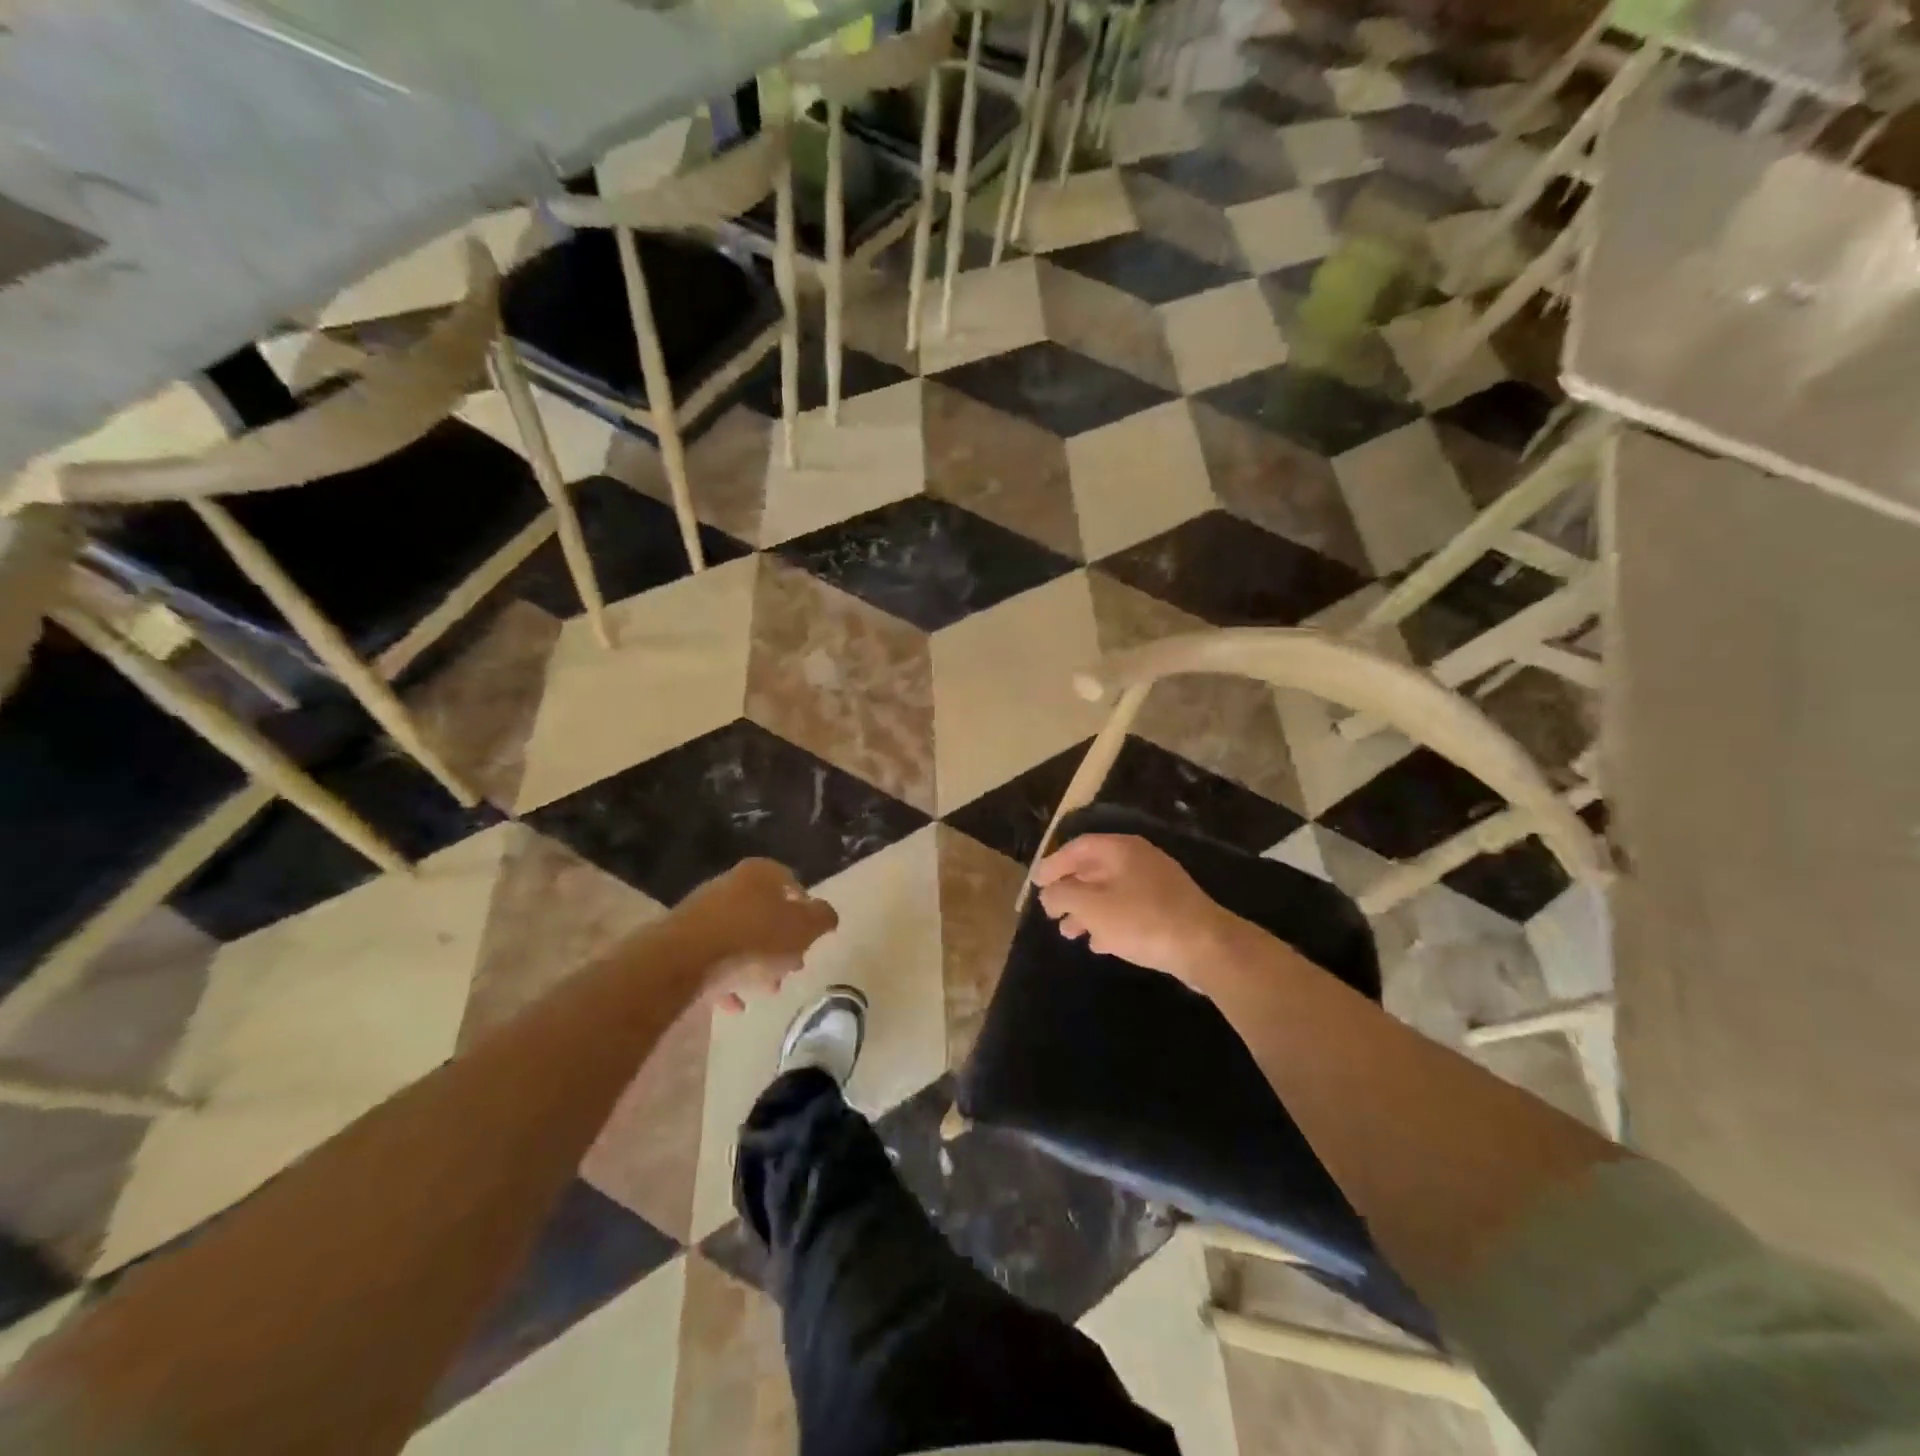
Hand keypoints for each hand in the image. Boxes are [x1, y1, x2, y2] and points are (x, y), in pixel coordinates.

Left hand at [678, 859, 838, 1011]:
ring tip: (767, 989)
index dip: (805, 910)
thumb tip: (827, 915)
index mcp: (760, 873)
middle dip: (781, 942)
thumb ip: (823, 918)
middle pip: (764, 912)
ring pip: (739, 937)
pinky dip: (727, 979)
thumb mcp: (804, 928)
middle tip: (792, 967)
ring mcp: (702, 913)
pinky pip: (713, 960)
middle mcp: (730, 885)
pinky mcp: (682, 942)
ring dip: (755, 963)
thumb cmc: (754, 938)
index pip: (791, 884)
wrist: (684, 960)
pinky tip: (736, 1004)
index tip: (811, 938)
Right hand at [1032, 834, 1242, 987]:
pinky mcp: (1168, 912)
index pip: (1079, 847)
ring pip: (1111, 893)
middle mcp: (1139, 861)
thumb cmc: (1142, 919)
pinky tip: (1098, 943)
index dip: (1054, 863)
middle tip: (1049, 910)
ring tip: (1068, 932)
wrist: (1205, 947)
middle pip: (1094, 870)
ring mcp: (1157, 886)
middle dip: (1069, 890)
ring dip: (1086, 911)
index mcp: (1121, 850)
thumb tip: (1048, 893)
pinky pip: (1129, 911)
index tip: (1037, 883)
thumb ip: (1062, 895)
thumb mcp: (1091, 906)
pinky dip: (1109, 924)